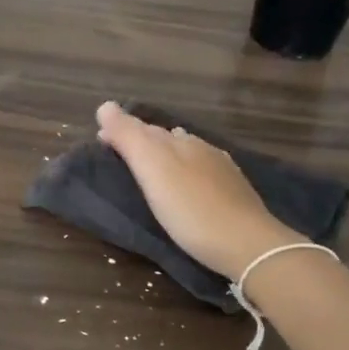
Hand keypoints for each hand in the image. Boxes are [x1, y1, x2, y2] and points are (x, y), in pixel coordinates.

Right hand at [96, 103, 296, 282]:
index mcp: (177, 141)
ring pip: (187, 151)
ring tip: (153, 163)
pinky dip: (189, 169)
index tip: (101, 137)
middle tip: (120, 150)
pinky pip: (205, 169)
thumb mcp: (152, 169)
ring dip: (167, 153)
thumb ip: (129, 137)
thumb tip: (106, 105)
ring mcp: (220, 168)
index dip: (121, 130)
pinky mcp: (235, 190)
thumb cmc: (190, 209)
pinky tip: (191, 180)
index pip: (142, 128)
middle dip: (142, 140)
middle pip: (164, 138)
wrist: (247, 244)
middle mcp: (198, 148)